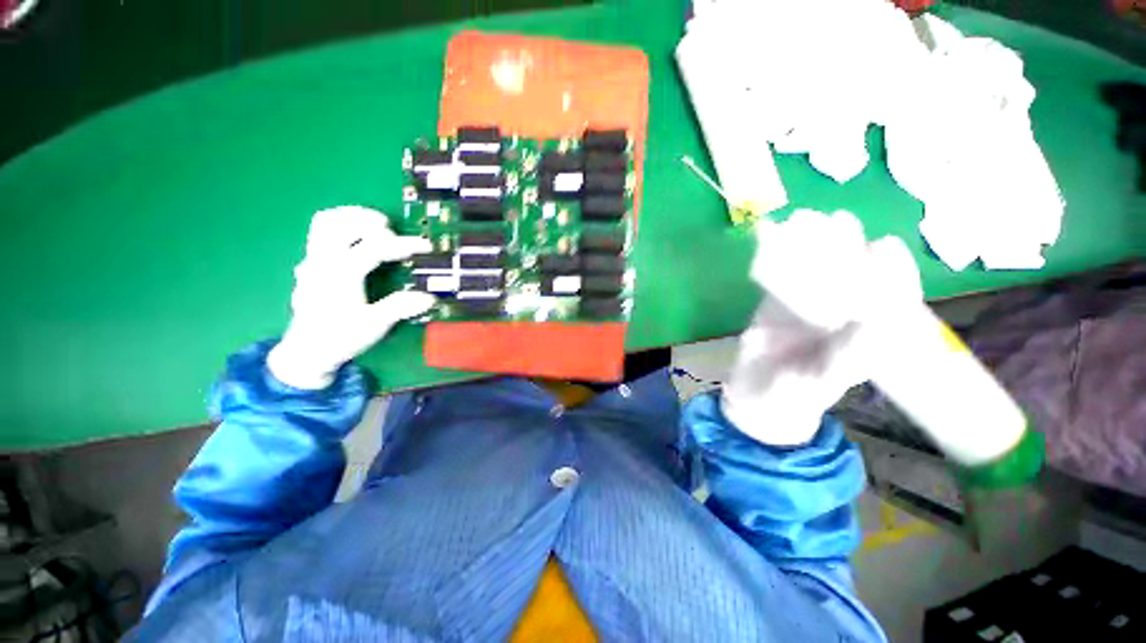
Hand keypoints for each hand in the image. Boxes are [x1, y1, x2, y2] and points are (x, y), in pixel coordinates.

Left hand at [267, 206, 435, 389]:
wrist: (306, 351)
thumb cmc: (340, 338)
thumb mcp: (374, 325)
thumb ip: (400, 307)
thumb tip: (430, 297)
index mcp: (341, 275)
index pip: (373, 247)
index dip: (403, 244)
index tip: (427, 246)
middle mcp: (324, 261)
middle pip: (342, 223)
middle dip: (371, 221)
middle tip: (394, 232)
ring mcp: (314, 260)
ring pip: (326, 221)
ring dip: (352, 216)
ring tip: (376, 224)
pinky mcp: (311, 263)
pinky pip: (321, 231)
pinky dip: (340, 224)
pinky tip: (356, 237)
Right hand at [722, 209, 921, 445]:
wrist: (754, 394)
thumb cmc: (790, 396)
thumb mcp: (818, 383)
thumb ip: (845, 357)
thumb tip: (874, 320)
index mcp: (867, 334)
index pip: (892, 297)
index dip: (892, 270)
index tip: (883, 246)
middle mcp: (842, 312)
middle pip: (852, 272)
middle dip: (847, 245)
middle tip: (837, 220)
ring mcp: (808, 303)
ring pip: (814, 267)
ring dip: (810, 242)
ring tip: (802, 218)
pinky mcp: (777, 300)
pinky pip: (779, 272)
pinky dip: (771, 252)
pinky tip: (766, 233)